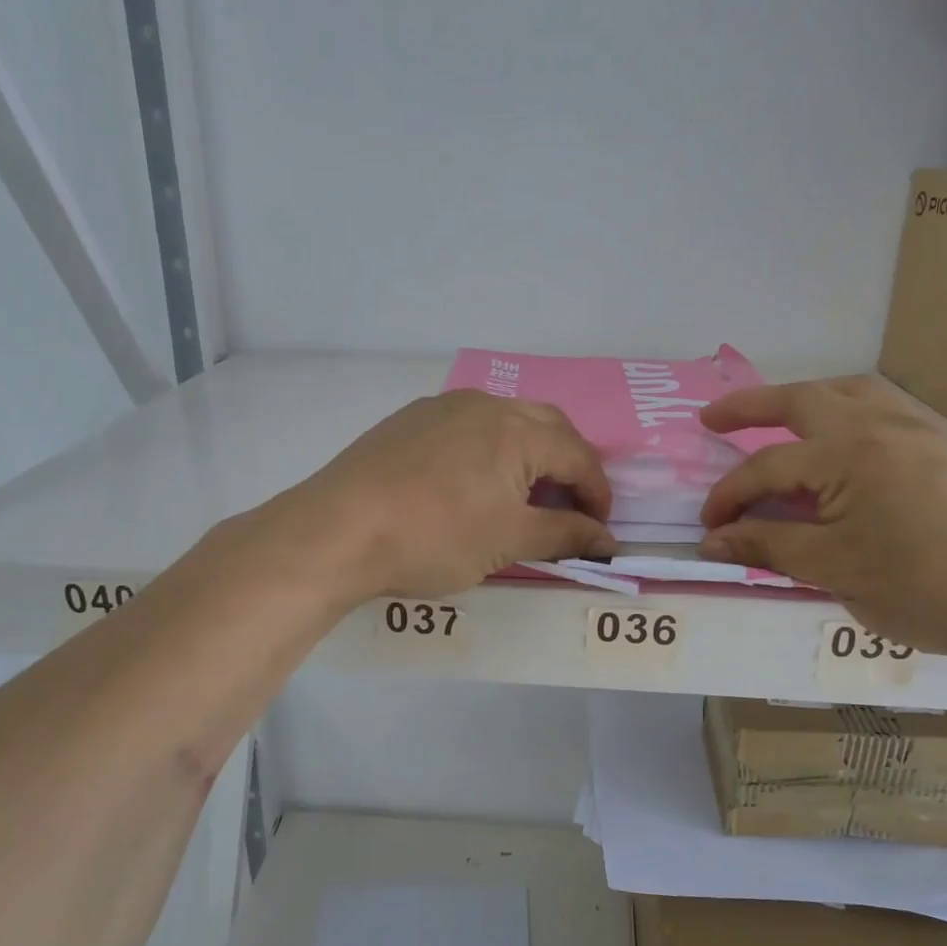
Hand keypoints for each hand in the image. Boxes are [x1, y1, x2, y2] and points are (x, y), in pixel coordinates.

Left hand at [290, 390, 615, 600]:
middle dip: (568, 465)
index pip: (579, 456)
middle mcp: (485, 404)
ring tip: (523, 496)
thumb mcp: (508, 541)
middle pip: (548, 427)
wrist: (337, 529)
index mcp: (518, 429)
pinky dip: (489, 451)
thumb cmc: (434, 537)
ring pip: (505, 421)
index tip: (599, 532)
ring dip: (528, 454)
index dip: (598, 495)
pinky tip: (472, 483)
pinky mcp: (410, 419)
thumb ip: (565, 535)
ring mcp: (443, 407)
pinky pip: (468, 426)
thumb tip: (609, 541)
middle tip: (568, 507)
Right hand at [698, 376, 946, 663]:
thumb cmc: (927, 588)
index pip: (767, 467)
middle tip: (712, 419)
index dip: (728, 496)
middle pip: (801, 399)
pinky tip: (841, 446)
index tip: (707, 528)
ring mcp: (919, 430)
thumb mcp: (834, 570)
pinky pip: (881, 410)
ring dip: (803, 400)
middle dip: (749, 406)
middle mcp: (881, 425)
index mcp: (848, 453)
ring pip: (848, 393)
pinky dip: (844, 413)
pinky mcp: (946, 447)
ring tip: (777, 419)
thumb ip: (768, 546)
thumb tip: (712, 540)